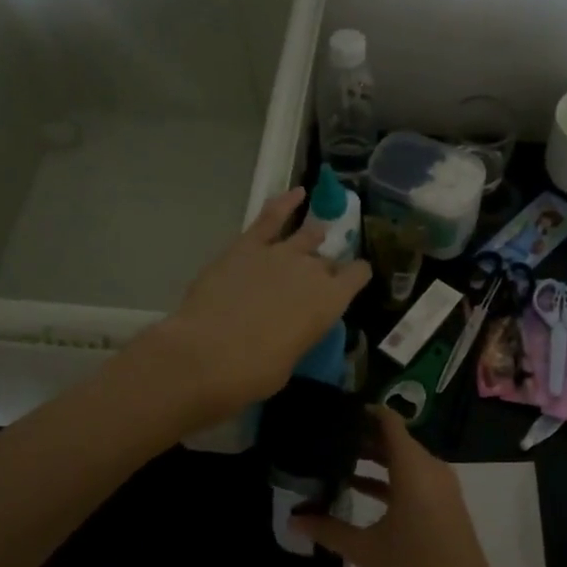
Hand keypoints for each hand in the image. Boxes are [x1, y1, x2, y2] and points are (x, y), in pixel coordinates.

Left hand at [143, 188, 369, 422]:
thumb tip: (292, 327)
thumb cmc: (255, 372)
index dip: (357, 276)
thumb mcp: (291, 359)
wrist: (208, 355)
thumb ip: (299, 333)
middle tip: (316, 279)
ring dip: (312, 236)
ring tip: (316, 233)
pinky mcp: (247, 245)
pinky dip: (285, 203)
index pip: (358, 276)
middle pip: (327, 261)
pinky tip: (297, 194)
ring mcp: (280, 252)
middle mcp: (312, 270)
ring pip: (306, 235)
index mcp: (331, 301)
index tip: (354, 279)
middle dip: (325, 267)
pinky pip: (271, 217)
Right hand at [290, 408, 519, 566]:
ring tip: (335, 458)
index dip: (364, 411)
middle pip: (395, 439)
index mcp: (414, 469)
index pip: (388, 422)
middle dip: (362, 436)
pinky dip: (389, 478)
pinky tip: (359, 489)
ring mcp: (441, 487)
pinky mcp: (444, 504)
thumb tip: (293, 520)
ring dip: (374, 458)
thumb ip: (329, 530)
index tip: (334, 411)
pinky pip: (414, 478)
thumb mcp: (367, 551)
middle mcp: (430, 469)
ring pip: (404, 460)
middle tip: (326, 436)